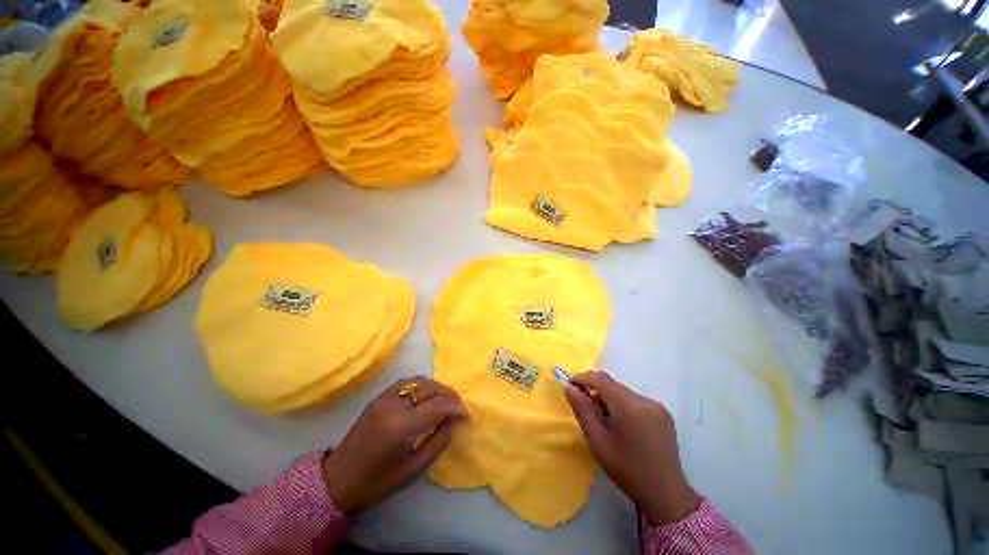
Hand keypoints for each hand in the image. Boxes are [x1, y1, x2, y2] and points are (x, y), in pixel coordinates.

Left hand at [322, 376, 466, 513]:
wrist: (338, 480)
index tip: (466, 414)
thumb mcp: (414, 468)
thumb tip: (455, 421)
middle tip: (458, 406)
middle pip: (429, 387)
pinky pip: (405, 382)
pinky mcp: (378, 397)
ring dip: (435, 387)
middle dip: (448, 394)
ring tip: (444, 400)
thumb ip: (439, 441)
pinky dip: (420, 385)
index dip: (455, 407)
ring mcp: (383, 398)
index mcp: (400, 427)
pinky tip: (424, 397)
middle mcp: (392, 405)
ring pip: (418, 380)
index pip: (437, 405)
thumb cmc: (378, 481)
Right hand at [564, 371, 699, 524]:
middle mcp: (644, 400)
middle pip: (612, 385)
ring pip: (623, 392)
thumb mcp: (597, 441)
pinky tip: (624, 426)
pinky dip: (623, 405)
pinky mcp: (663, 413)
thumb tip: (569, 387)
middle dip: (596, 391)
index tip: (570, 387)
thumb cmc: (626, 469)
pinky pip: (635, 400)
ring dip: (609, 399)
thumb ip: (582, 410)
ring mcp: (657, 406)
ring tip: (605, 421)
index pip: (600, 379)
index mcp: (628, 406)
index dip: (582, 379)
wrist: (665, 494)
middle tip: (586, 409)